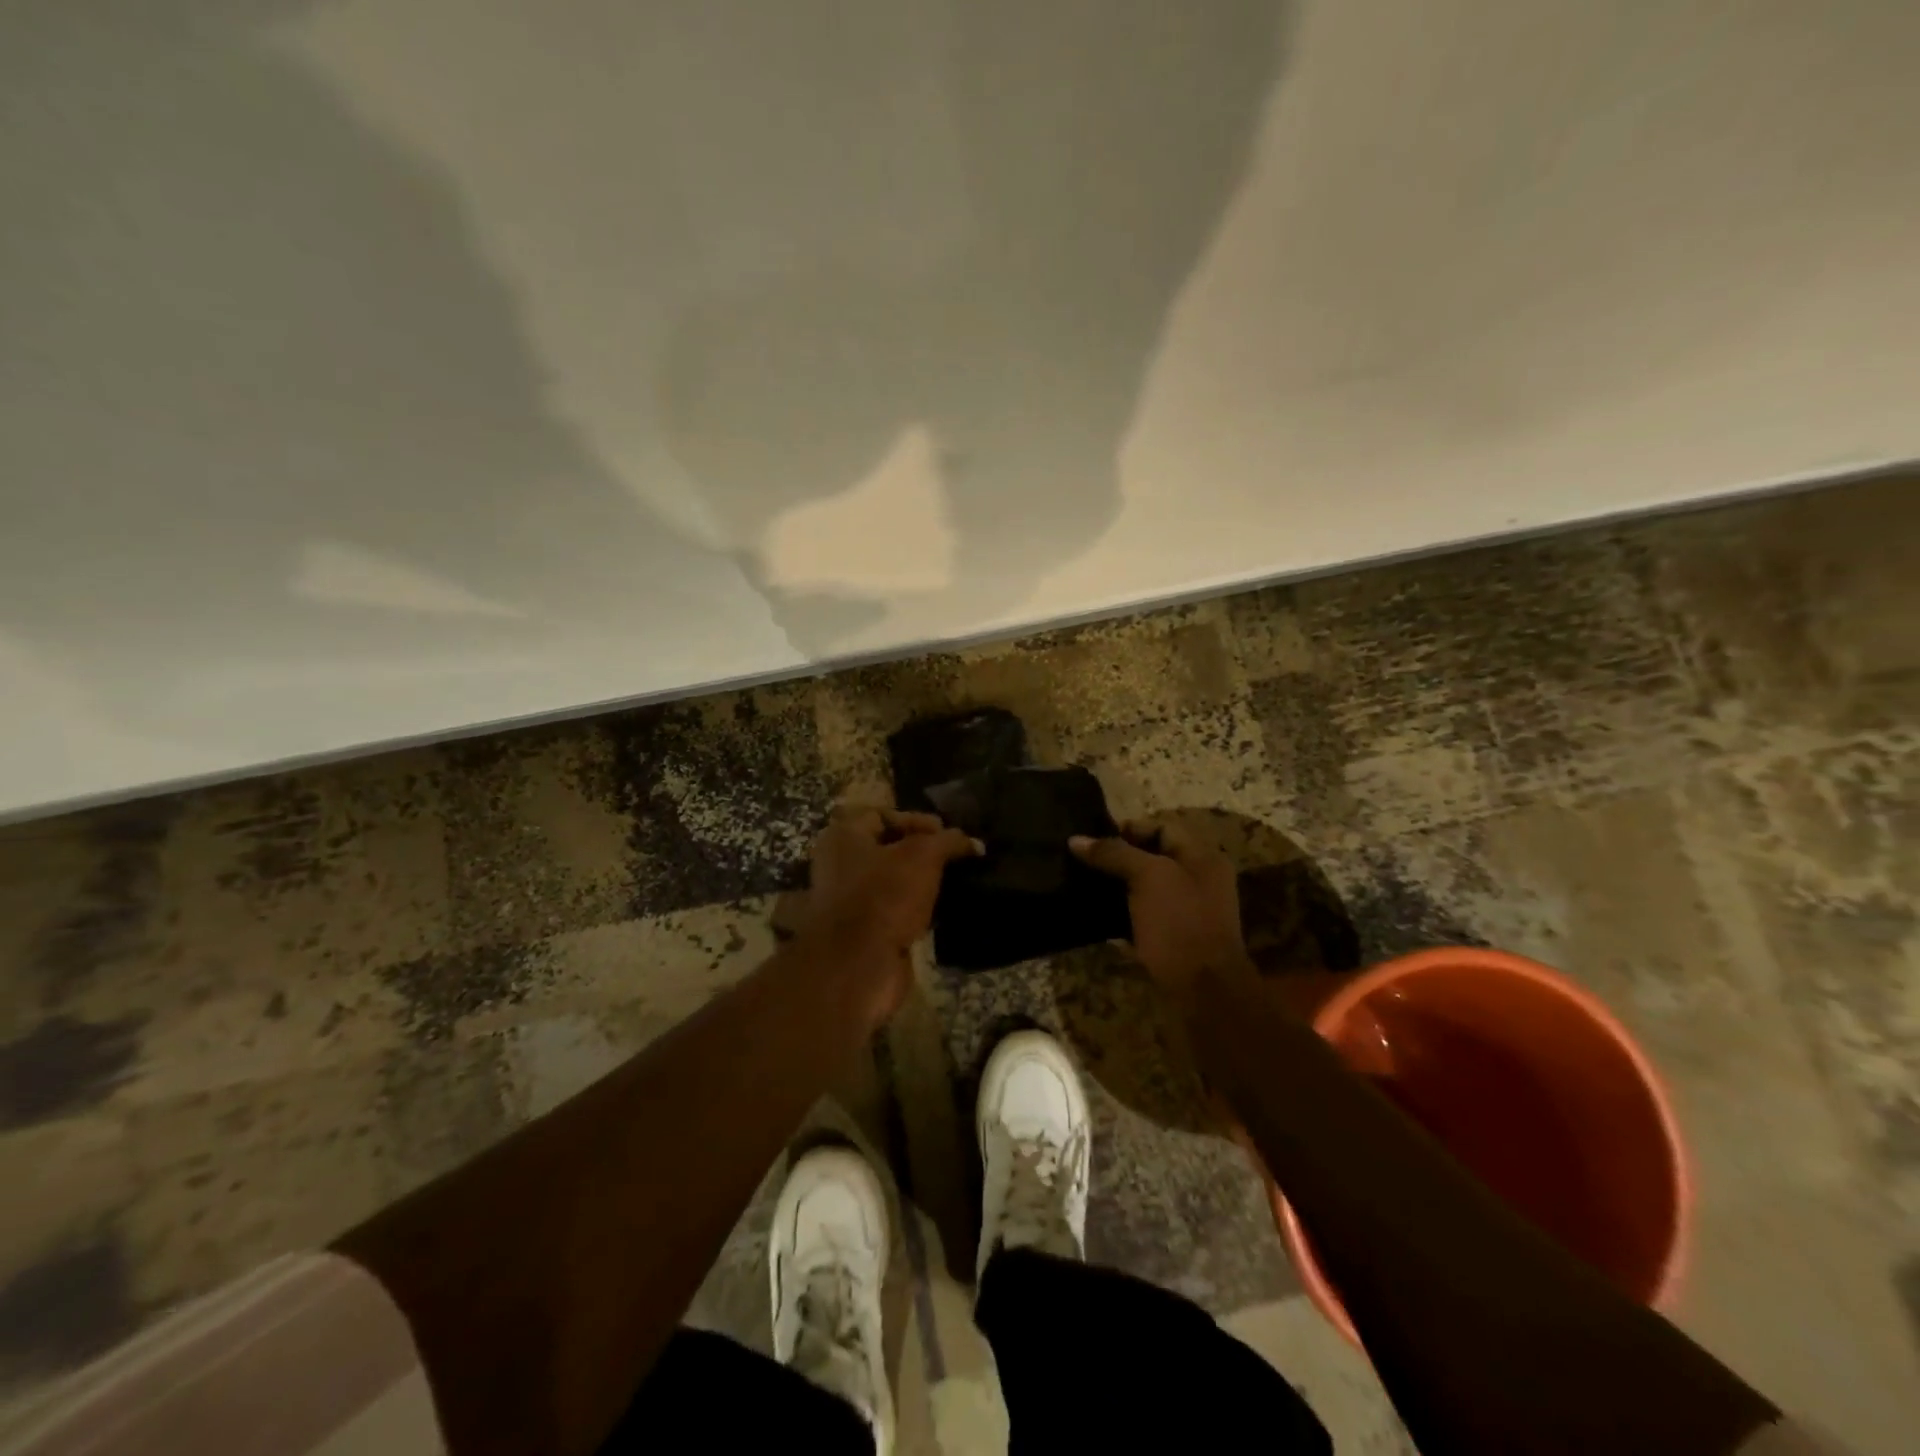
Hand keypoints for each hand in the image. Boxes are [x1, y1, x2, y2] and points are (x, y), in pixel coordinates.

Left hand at [794, 805, 978, 1030]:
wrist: (858, 966)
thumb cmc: (884, 896)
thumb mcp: (923, 856)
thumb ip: (948, 841)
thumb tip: (974, 843)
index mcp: (843, 837)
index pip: (883, 814)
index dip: (917, 820)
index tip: (947, 834)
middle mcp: (839, 865)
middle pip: (888, 848)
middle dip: (922, 852)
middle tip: (955, 857)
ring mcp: (848, 901)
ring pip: (891, 882)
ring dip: (920, 882)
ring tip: (955, 882)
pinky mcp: (862, 932)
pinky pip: (893, 911)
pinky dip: (915, 909)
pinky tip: (941, 911)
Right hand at [1070, 820, 1254, 1008]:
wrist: (1204, 992)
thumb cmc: (1179, 923)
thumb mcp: (1148, 877)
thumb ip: (1114, 853)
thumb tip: (1075, 839)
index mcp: (1202, 857)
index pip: (1162, 828)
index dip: (1128, 829)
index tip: (1093, 838)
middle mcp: (1199, 880)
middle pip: (1153, 857)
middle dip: (1118, 857)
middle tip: (1083, 861)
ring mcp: (1188, 912)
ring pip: (1146, 887)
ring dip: (1117, 885)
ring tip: (1083, 884)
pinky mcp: (1174, 938)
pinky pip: (1144, 915)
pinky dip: (1122, 912)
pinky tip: (1096, 915)